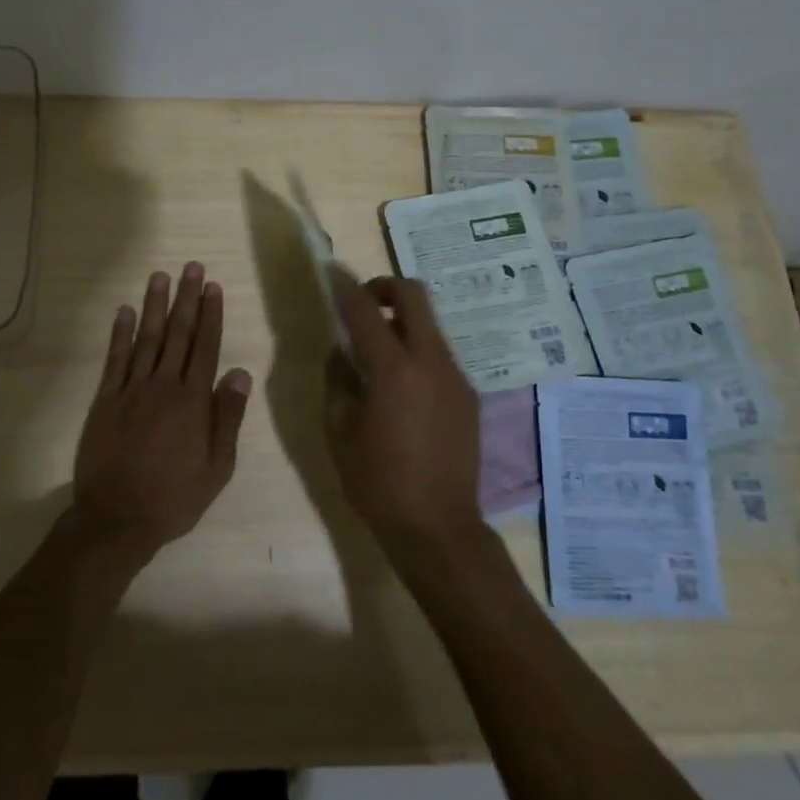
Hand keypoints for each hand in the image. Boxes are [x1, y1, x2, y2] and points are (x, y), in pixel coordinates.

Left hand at [70, 263, 252, 562]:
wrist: (117, 519)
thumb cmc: (174, 497)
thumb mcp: (217, 466)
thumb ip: (227, 417)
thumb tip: (239, 372)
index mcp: (192, 401)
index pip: (205, 347)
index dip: (210, 315)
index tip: (213, 287)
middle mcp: (162, 386)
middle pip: (178, 334)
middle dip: (186, 299)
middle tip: (191, 268)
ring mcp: (130, 390)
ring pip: (146, 339)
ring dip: (154, 306)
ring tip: (160, 277)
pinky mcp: (105, 400)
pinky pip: (114, 360)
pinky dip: (119, 334)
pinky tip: (124, 312)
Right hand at [325, 268, 482, 558]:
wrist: (439, 528)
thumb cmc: (378, 482)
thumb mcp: (340, 430)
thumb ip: (338, 380)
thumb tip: (341, 353)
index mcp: (394, 370)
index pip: (365, 311)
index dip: (345, 286)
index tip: (331, 271)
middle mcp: (431, 362)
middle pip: (414, 296)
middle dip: (385, 287)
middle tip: (361, 303)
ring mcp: (455, 377)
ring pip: (429, 326)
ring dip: (402, 323)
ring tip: (377, 354)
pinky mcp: (468, 396)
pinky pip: (438, 356)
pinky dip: (416, 352)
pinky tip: (401, 389)